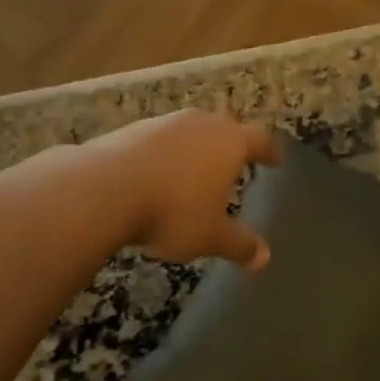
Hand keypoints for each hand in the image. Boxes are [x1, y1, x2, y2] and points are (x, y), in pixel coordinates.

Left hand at [85, 110, 281, 268]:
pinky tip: (156, 177)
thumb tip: (264, 258)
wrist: (104, 189)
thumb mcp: (210, 236)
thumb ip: (239, 244)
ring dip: (195, 149)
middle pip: (224, 129)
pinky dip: (164, 155)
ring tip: (194, 173)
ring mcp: (165, 123)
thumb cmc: (172, 211)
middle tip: (235, 163)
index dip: (269, 151)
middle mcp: (201, 124)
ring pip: (190, 132)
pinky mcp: (132, 129)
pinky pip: (159, 141)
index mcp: (230, 142)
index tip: (275, 160)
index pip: (260, 140)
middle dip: (231, 146)